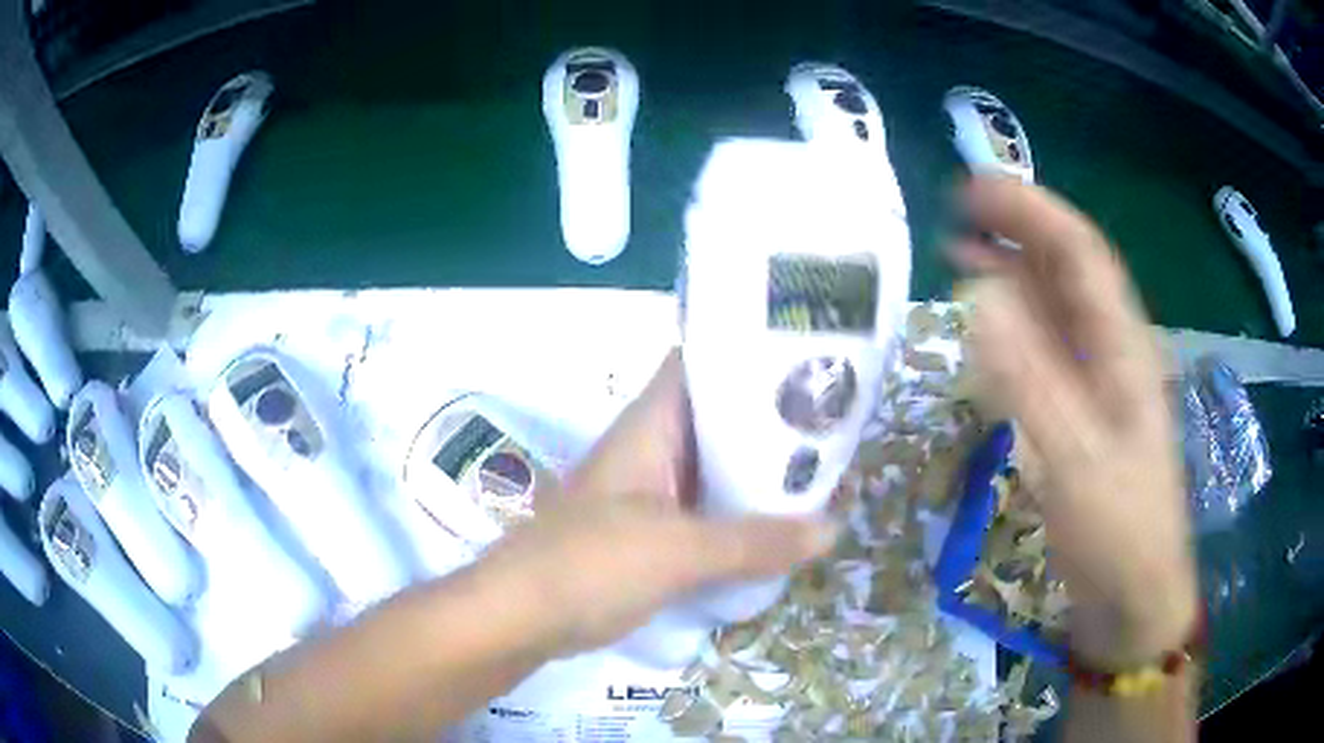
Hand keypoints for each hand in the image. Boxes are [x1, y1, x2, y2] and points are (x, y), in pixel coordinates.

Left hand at [479, 350, 837, 657]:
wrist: (519, 618)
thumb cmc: (589, 565)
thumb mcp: (678, 550)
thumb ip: (754, 542)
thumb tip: (832, 529)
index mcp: (651, 426)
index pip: (701, 364)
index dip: (750, 355)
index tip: (807, 363)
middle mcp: (652, 450)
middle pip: (719, 421)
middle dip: (772, 424)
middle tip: (833, 428)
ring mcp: (650, 495)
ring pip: (716, 471)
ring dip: (760, 476)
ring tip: (822, 474)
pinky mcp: (650, 535)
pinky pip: (706, 514)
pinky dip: (740, 517)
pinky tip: (781, 529)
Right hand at [952, 177, 1197, 668]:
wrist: (1132, 595)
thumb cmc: (1118, 530)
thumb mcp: (1077, 459)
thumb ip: (1031, 379)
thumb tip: (977, 296)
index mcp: (1124, 347)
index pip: (1080, 253)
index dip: (1032, 211)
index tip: (974, 188)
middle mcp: (1112, 350)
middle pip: (1067, 270)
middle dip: (1017, 231)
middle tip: (956, 211)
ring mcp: (1097, 383)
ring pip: (1055, 308)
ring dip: (1012, 274)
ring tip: (960, 253)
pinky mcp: (1081, 413)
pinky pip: (1046, 351)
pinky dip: (1013, 327)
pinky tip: (985, 326)